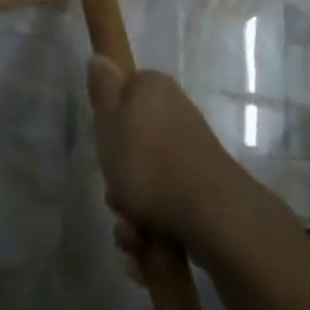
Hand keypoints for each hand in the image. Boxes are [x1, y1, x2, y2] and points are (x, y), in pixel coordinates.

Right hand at [87, 58, 255, 266]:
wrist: (209, 214)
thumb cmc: (149, 162)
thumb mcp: (110, 121)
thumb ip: (102, 90)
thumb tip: (100, 57)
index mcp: (154, 91)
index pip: (122, 94)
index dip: (107, 122)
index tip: (104, 144)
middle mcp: (174, 115)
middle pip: (130, 147)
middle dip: (117, 182)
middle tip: (116, 195)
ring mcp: (188, 154)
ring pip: (143, 185)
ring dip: (130, 216)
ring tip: (134, 234)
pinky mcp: (198, 190)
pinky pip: (162, 209)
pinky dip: (151, 234)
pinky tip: (146, 251)